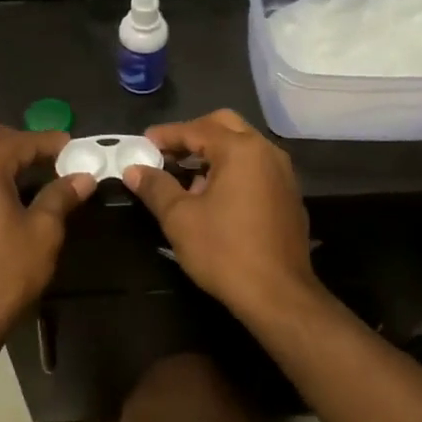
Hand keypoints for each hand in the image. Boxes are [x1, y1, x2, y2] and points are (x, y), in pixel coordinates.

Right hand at [122, 110, 320, 322]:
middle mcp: (267, 152)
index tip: (142, 144)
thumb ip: (156, 187)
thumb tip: (133, 170)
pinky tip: (214, 197)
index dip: (166, 135)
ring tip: (186, 178)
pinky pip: (256, 168)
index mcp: (241, 150)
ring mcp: (283, 173)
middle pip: (224, 126)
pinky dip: (232, 170)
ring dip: (213, 153)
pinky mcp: (288, 195)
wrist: (278, 295)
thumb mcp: (180, 218)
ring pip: (243, 146)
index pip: (196, 129)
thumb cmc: (225, 252)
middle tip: (167, 153)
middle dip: (193, 135)